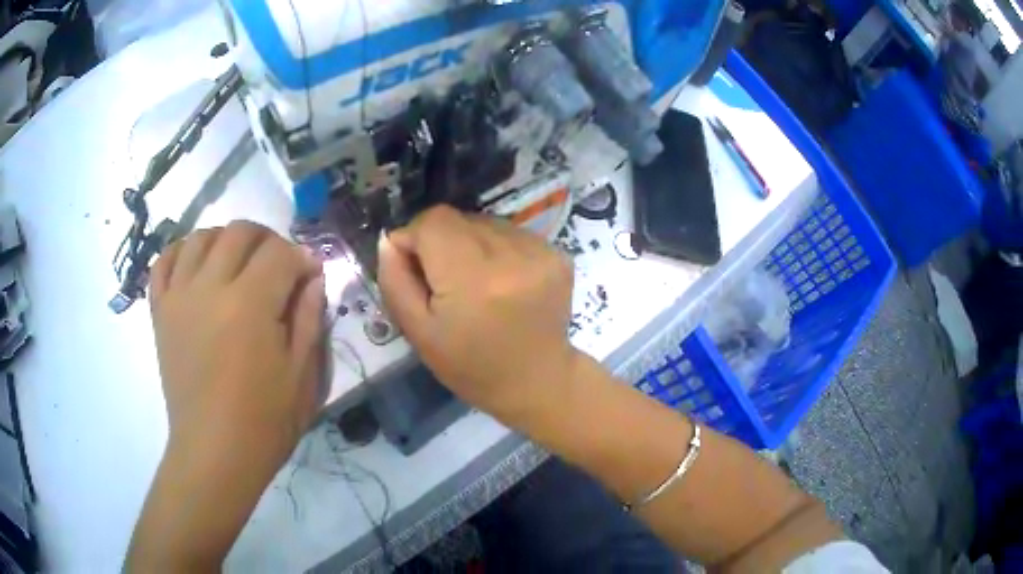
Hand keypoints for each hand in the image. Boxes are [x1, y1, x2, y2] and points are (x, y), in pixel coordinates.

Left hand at [149, 221, 325, 469]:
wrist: (214, 452)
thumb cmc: (264, 422)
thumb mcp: (301, 375)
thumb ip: (308, 319)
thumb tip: (312, 278)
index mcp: (250, 304)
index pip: (280, 253)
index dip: (301, 258)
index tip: (309, 275)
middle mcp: (210, 287)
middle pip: (239, 232)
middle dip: (266, 239)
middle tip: (277, 264)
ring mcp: (179, 297)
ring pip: (200, 238)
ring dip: (224, 239)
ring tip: (237, 262)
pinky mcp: (160, 312)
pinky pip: (164, 263)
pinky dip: (180, 252)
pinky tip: (195, 263)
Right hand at [378, 206, 579, 425]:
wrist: (537, 381)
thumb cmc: (471, 366)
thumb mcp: (418, 333)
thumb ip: (395, 281)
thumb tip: (391, 239)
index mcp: (472, 278)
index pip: (433, 221)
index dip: (416, 238)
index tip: (417, 268)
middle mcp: (511, 255)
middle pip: (459, 218)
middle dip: (443, 242)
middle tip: (447, 282)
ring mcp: (540, 251)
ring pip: (485, 222)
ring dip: (471, 244)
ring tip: (478, 283)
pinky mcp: (559, 254)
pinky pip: (512, 233)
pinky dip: (499, 249)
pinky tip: (503, 281)